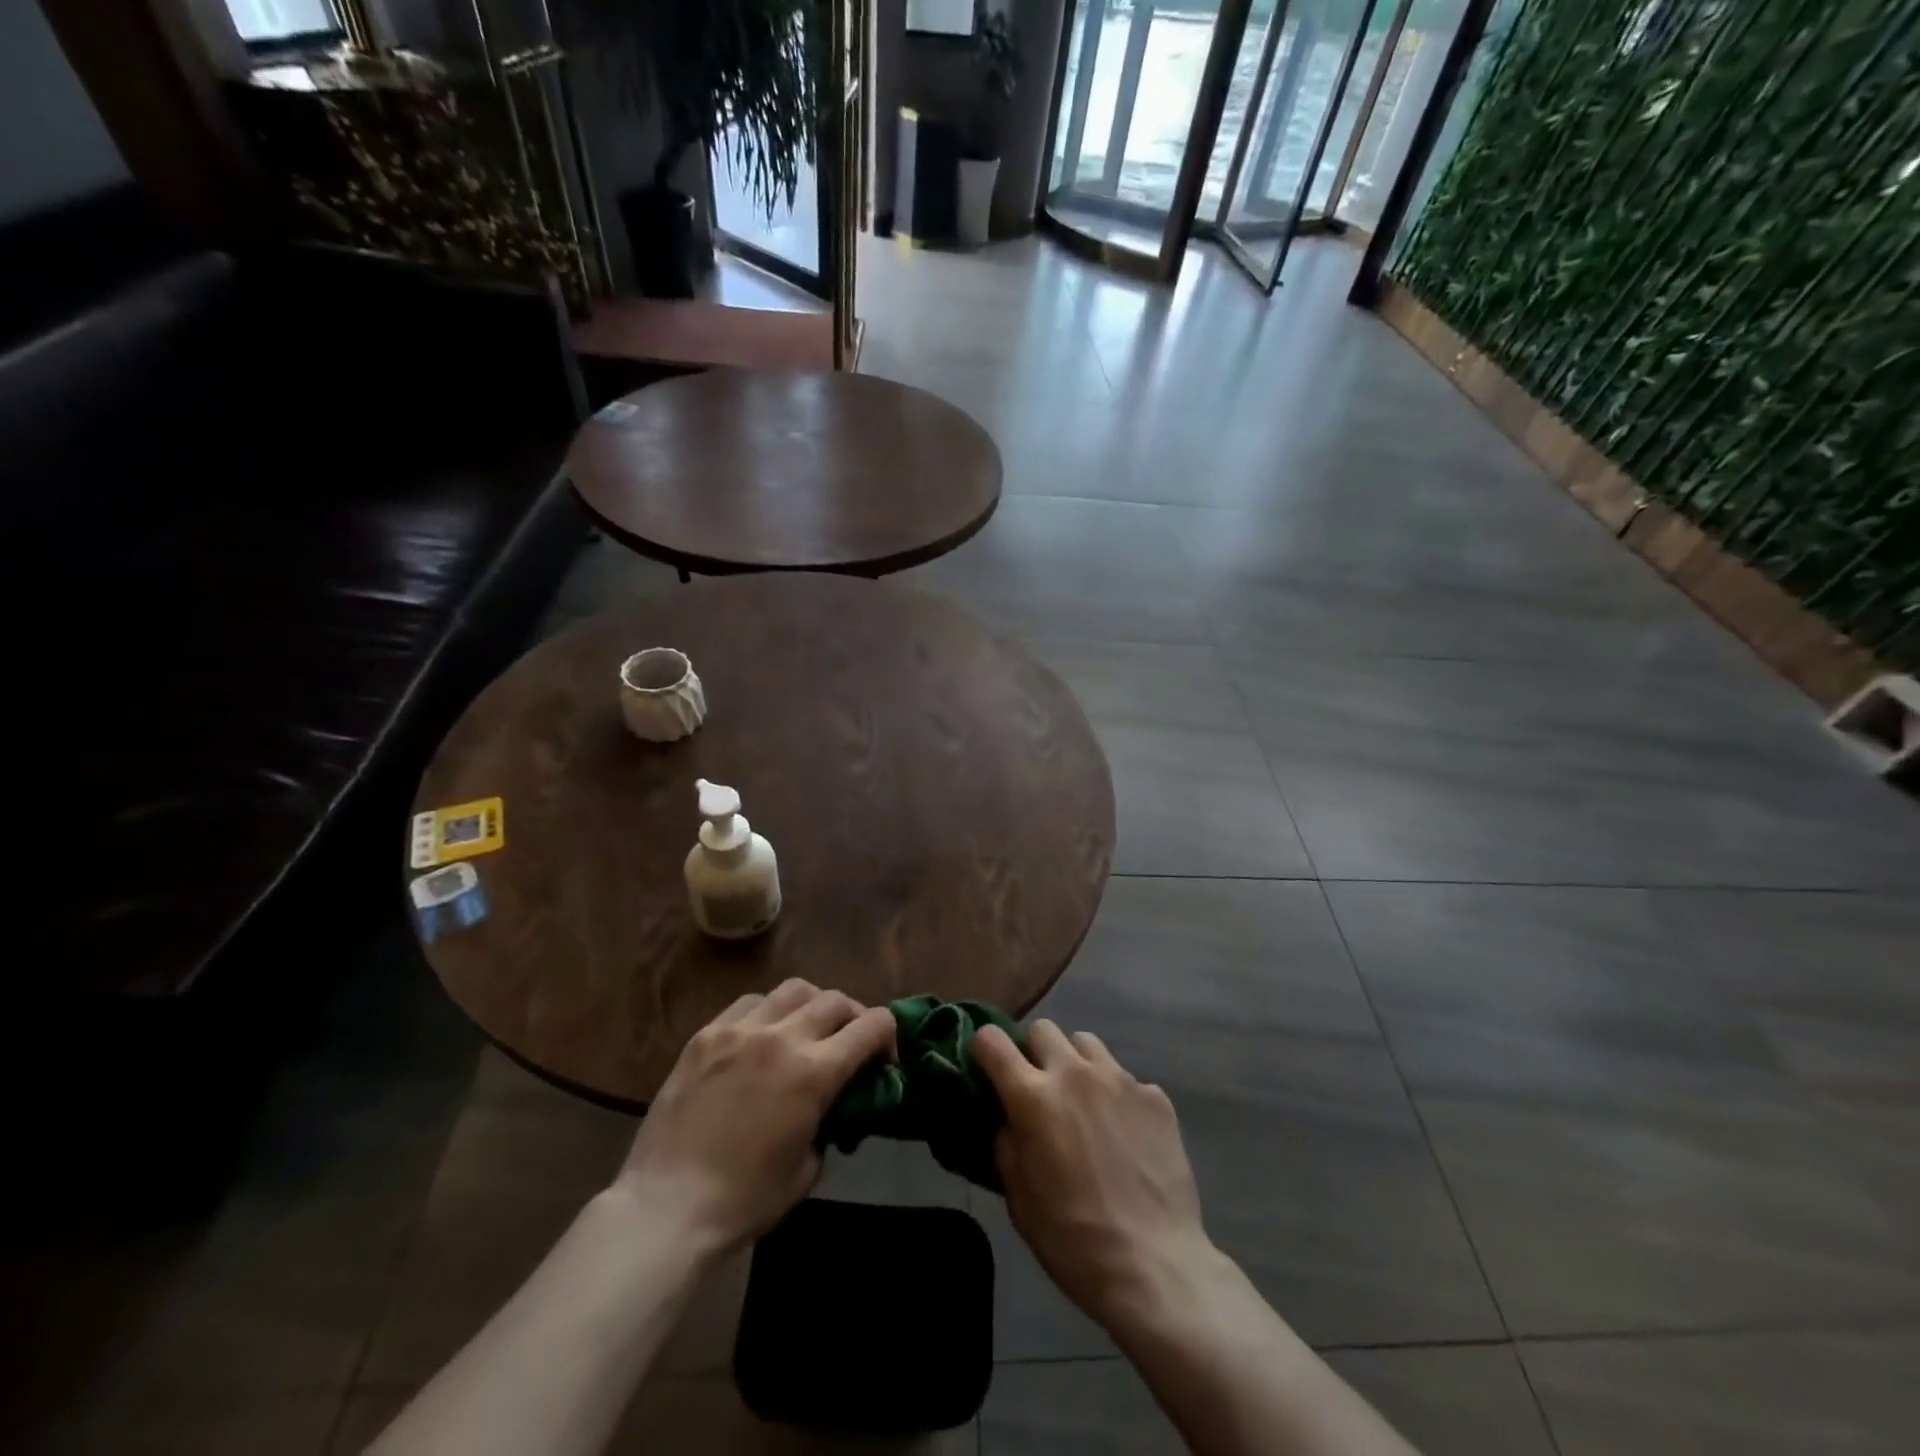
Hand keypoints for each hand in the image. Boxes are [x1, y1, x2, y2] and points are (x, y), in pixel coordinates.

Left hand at [613, 979, 894, 1258]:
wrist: (666, 1207)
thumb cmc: (744, 1200)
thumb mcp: (808, 1169)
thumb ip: (828, 1123)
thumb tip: (830, 1107)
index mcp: (815, 1071)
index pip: (872, 1025)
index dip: (888, 1036)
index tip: (884, 1060)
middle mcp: (782, 1037)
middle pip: (836, 1000)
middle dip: (854, 1018)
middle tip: (850, 1043)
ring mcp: (740, 1030)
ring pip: (794, 989)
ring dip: (812, 1005)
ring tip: (806, 1029)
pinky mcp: (707, 1034)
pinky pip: (750, 1003)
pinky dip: (769, 1011)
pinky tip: (762, 1035)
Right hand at [974, 1020, 1218, 1329]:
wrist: (1154, 1265)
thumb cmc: (1073, 1240)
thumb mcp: (1020, 1200)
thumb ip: (1007, 1146)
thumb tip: (1007, 1121)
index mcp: (1033, 1097)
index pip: (992, 1040)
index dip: (984, 1048)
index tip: (987, 1068)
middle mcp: (1074, 1074)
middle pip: (1043, 1029)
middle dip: (1034, 1052)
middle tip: (1040, 1089)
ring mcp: (1119, 1080)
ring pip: (1086, 1043)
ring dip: (1076, 1063)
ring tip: (1083, 1101)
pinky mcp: (1155, 1096)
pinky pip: (1125, 1078)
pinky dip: (1117, 1096)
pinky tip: (1125, 1133)